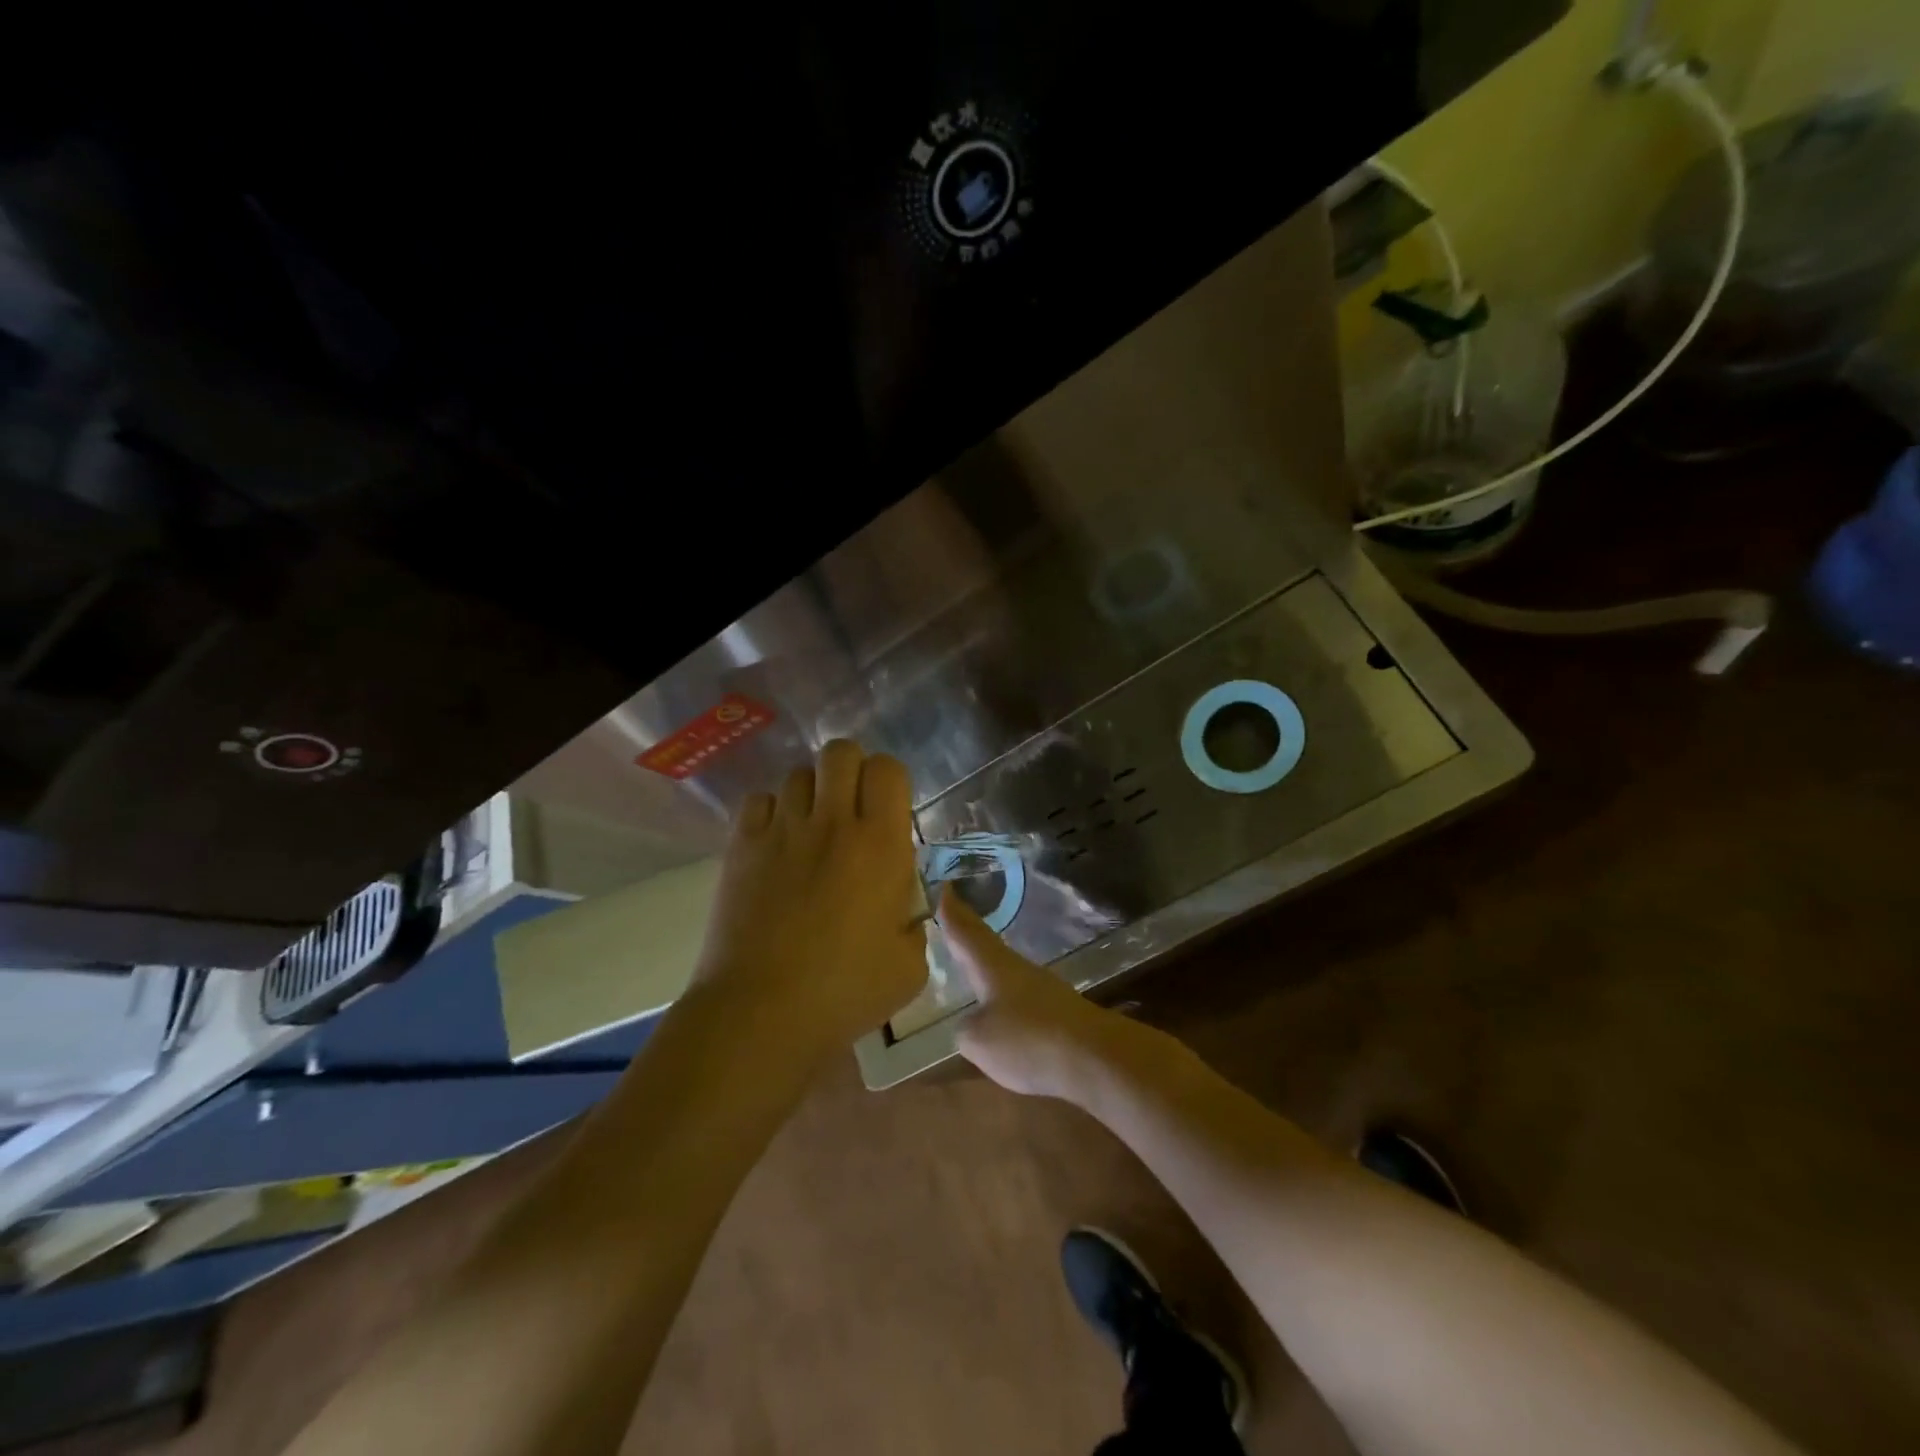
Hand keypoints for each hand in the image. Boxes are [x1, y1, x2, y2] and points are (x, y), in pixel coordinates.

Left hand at [691, 740, 927, 1062]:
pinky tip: (776, 845)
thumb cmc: (844, 992)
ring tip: (811, 830)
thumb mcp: (909, 967)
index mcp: (880, 844)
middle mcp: (832, 822)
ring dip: (811, 794)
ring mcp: (782, 830)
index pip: (887, 769)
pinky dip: (772, 813)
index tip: (887, 812)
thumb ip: (915, 924)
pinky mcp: (742, 846)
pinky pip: (759, 801)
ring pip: (798, 774)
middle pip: (840, 752)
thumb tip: (904, 906)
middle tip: (851, 809)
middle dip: (850, 770)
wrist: (761, 1012)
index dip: (889, 781)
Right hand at [940, 887, 1130, 1099]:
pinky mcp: (1057, 1013)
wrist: (1094, 1058)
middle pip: (986, 945)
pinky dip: (1003, 994)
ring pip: (1004, 969)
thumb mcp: (979, 1040)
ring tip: (970, 961)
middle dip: (967, 930)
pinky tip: (1000, 1007)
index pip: (966, 932)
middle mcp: (1017, 969)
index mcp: (993, 966)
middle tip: (951, 913)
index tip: (944, 887)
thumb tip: (973, 1024)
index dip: (952, 912)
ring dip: (986, 962)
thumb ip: (967, 1029)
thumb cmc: (1028, 1039)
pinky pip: (1020, 996)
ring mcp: (1041, 989)